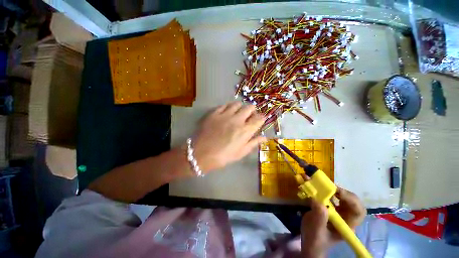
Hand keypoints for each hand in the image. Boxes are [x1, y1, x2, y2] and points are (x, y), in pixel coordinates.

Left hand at [192, 102, 265, 172]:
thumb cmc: (223, 157)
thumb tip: (265, 137)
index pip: (259, 118)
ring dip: (240, 108)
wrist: (200, 154)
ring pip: (237, 104)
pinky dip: (228, 107)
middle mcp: (237, 119)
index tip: (260, 120)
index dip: (262, 118)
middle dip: (252, 111)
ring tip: (238, 113)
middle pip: (250, 107)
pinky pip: (224, 105)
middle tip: (249, 116)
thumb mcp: (241, 153)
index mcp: (245, 130)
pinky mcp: (214, 113)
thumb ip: (253, 143)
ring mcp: (225, 114)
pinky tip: (227, 113)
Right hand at [301, 188, 365, 257]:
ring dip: (331, 188)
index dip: (351, 200)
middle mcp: (346, 216)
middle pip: (351, 200)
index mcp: (348, 224)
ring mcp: (338, 211)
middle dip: (340, 191)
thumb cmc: (315, 240)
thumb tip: (319, 201)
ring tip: (319, 183)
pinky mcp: (329, 206)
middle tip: (327, 186)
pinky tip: (315, 185)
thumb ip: (319, 218)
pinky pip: (329, 195)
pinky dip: (322, 188)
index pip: (358, 211)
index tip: (336, 192)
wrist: (309, 241)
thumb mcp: (316, 231)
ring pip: (341, 196)